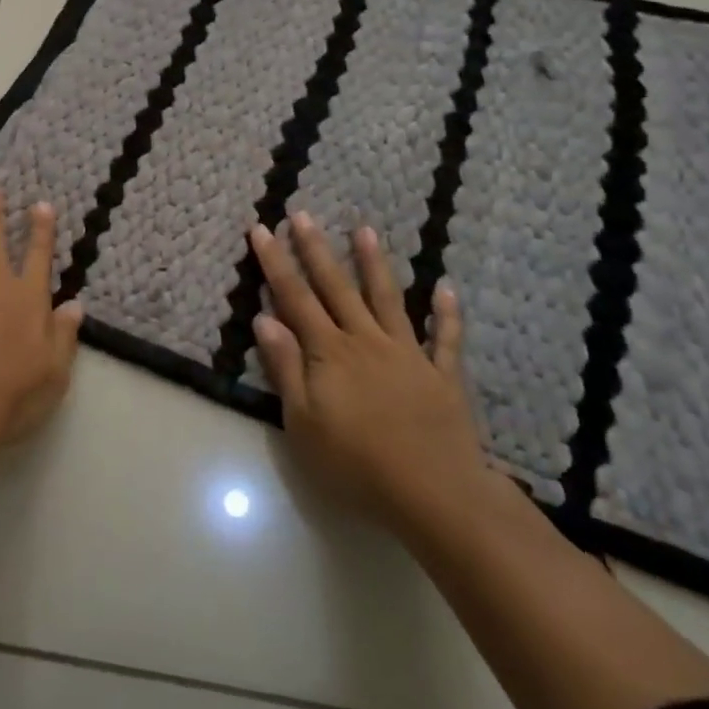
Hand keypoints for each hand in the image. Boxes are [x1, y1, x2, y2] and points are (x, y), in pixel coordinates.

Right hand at [249, 212, 485, 533]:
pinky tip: (446, 289)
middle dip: (315, 250)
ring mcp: (408, 354)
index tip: (261, 229)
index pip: (294, 297)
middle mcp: (365, 341)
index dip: (275, 262)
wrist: (435, 494)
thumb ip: (285, 367)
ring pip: (388, 299)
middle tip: (303, 214)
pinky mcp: (442, 376)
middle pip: (336, 287)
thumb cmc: (356, 463)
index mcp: (329, 352)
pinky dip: (446, 313)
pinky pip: (445, 339)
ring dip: (375, 264)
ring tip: (365, 230)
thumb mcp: (303, 421)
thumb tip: (264, 318)